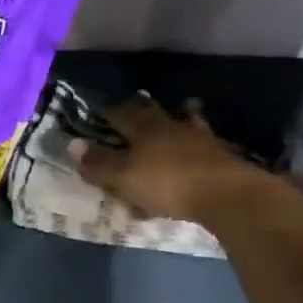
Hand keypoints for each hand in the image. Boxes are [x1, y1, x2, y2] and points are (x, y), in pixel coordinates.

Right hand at [67, 97, 267, 223]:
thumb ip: (98, 164)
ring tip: (171, 120)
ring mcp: (200, 139)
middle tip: (133, 107)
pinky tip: (194, 149)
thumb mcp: (123, 178)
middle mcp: (172, 126)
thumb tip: (72, 145)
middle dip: (141, 109)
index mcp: (145, 128)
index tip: (97, 111)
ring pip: (182, 123)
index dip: (108, 112)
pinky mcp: (222, 156)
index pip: (121, 113)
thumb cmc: (168, 183)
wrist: (230, 196)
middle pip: (154, 112)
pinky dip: (193, 144)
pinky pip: (200, 144)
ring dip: (174, 121)